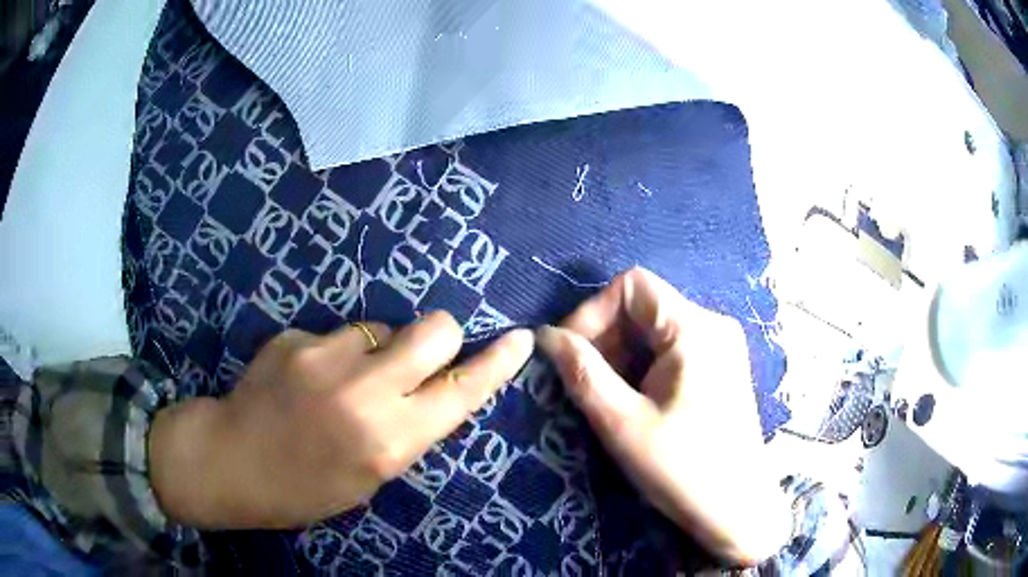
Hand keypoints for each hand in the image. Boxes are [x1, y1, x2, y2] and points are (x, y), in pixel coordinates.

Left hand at [150, 312, 533, 528]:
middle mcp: (366, 391)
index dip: (497, 363)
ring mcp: (325, 356)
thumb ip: (406, 429)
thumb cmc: (305, 487)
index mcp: (390, 440)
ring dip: (378, 348)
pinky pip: (336, 334)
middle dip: (441, 338)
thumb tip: (429, 388)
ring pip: (382, 328)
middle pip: (435, 329)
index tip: (520, 339)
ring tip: (344, 379)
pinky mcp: (295, 337)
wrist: (231, 460)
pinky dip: (334, 353)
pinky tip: (306, 379)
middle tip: (419, 358)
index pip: (463, 391)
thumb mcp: (370, 477)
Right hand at [537, 268, 788, 564]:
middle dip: (604, 338)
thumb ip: (582, 373)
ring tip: (605, 398)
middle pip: (644, 306)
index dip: (592, 312)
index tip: (569, 354)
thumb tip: (545, 336)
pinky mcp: (720, 369)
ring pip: (655, 330)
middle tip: (581, 383)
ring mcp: (720, 347)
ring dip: (620, 356)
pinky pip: (671, 351)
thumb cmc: (683, 470)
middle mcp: (713, 326)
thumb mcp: (623, 424)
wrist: (737, 510)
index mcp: (695, 329)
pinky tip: (634, 403)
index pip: (632, 286)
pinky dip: (642, 368)